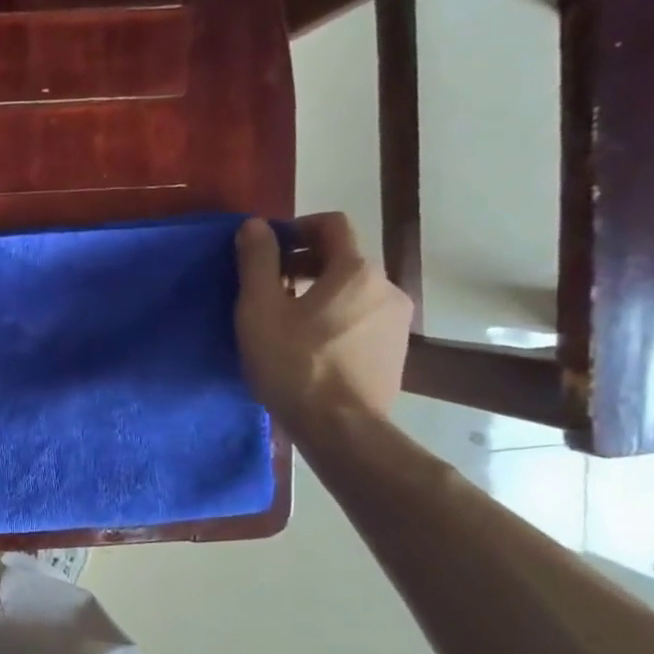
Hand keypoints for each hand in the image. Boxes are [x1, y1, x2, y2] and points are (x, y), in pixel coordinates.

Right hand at [234, 213, 411, 437]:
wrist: (341, 428)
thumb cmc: (293, 364)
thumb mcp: (260, 309)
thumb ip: (257, 261)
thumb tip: (256, 225)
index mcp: (355, 270)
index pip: (331, 225)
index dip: (296, 228)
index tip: (268, 250)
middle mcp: (386, 287)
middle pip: (343, 259)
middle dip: (304, 264)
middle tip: (269, 289)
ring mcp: (396, 321)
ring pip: (353, 292)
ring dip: (320, 294)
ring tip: (287, 323)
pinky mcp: (395, 351)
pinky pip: (362, 320)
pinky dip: (336, 320)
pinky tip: (311, 349)